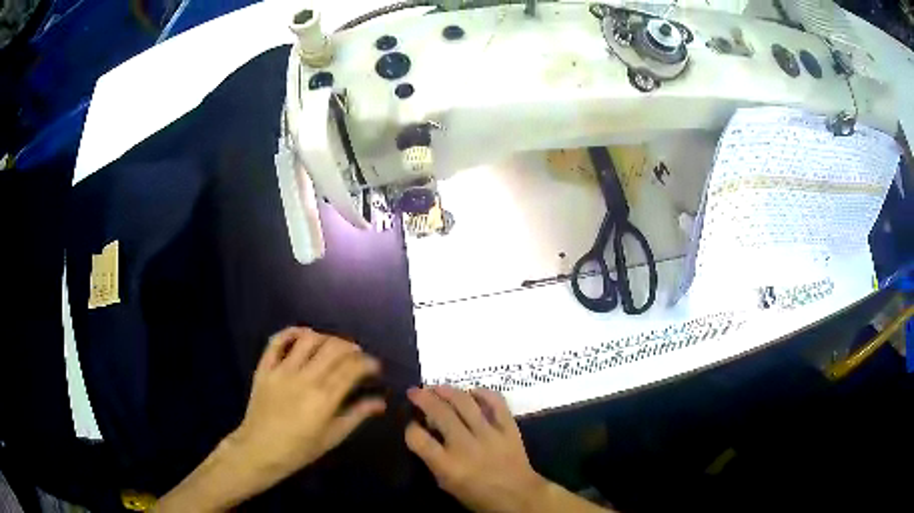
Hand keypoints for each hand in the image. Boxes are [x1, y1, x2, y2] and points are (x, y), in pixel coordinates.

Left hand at [229, 327, 385, 479]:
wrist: (259, 450)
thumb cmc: (299, 449)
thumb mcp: (333, 437)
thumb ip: (357, 415)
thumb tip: (380, 402)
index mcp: (324, 399)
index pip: (352, 369)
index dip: (368, 363)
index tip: (375, 367)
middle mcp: (304, 379)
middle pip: (333, 348)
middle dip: (351, 348)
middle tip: (358, 356)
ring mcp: (281, 370)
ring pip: (308, 339)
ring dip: (326, 338)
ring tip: (334, 347)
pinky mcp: (264, 368)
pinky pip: (277, 341)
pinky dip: (292, 332)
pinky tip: (304, 335)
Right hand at [404, 386, 549, 512]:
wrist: (517, 495)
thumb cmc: (477, 494)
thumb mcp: (446, 483)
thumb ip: (433, 458)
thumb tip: (424, 432)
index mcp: (448, 465)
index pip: (418, 439)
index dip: (410, 428)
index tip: (410, 423)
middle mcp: (466, 446)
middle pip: (440, 413)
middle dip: (423, 398)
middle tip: (414, 392)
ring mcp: (489, 434)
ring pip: (464, 403)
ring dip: (447, 391)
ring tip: (437, 387)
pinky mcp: (509, 427)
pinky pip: (496, 402)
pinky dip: (483, 393)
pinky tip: (472, 392)